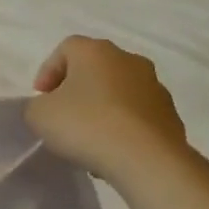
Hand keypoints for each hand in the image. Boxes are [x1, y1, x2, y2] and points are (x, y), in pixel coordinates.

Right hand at [25, 35, 192, 185]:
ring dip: (102, 108)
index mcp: (95, 51)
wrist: (148, 160)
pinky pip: (137, 115)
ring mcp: (155, 87)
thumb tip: (49, 108)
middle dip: (77, 89)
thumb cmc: (86, 125)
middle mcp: (129, 60)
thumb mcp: (39, 115)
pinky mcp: (171, 115)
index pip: (66, 49)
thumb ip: (37, 106)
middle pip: (95, 68)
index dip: (48, 72)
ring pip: (118, 92)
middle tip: (64, 115)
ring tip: (89, 138)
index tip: (42, 99)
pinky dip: (123, 126)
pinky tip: (112, 149)